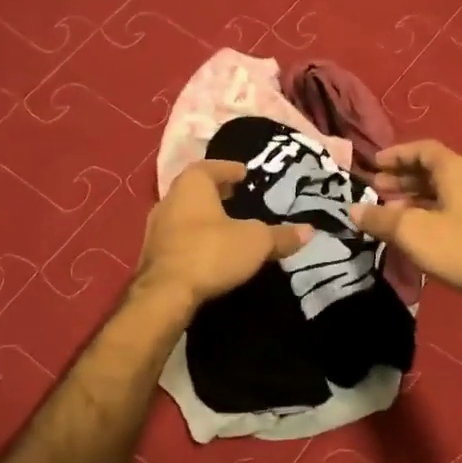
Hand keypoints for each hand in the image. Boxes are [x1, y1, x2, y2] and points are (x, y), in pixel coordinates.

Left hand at [137, 160, 312, 310]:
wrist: (165, 295)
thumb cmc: (211, 252)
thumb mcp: (256, 242)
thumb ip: (281, 235)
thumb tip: (309, 230)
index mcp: (192, 184)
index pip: (211, 167)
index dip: (230, 169)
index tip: (245, 174)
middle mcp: (169, 199)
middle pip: (195, 189)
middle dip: (216, 192)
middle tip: (237, 196)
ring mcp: (156, 228)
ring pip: (184, 213)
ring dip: (203, 216)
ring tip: (226, 224)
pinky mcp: (151, 254)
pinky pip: (178, 236)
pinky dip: (194, 237)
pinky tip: (209, 249)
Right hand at [349, 140, 461, 305]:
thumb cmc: (460, 247)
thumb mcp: (412, 232)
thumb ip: (380, 219)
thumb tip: (353, 210)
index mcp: (458, 170)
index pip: (423, 149)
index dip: (396, 155)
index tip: (374, 165)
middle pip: (435, 170)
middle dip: (403, 178)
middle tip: (377, 190)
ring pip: (446, 191)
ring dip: (417, 198)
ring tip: (393, 213)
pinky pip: (458, 208)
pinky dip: (435, 211)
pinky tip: (421, 231)